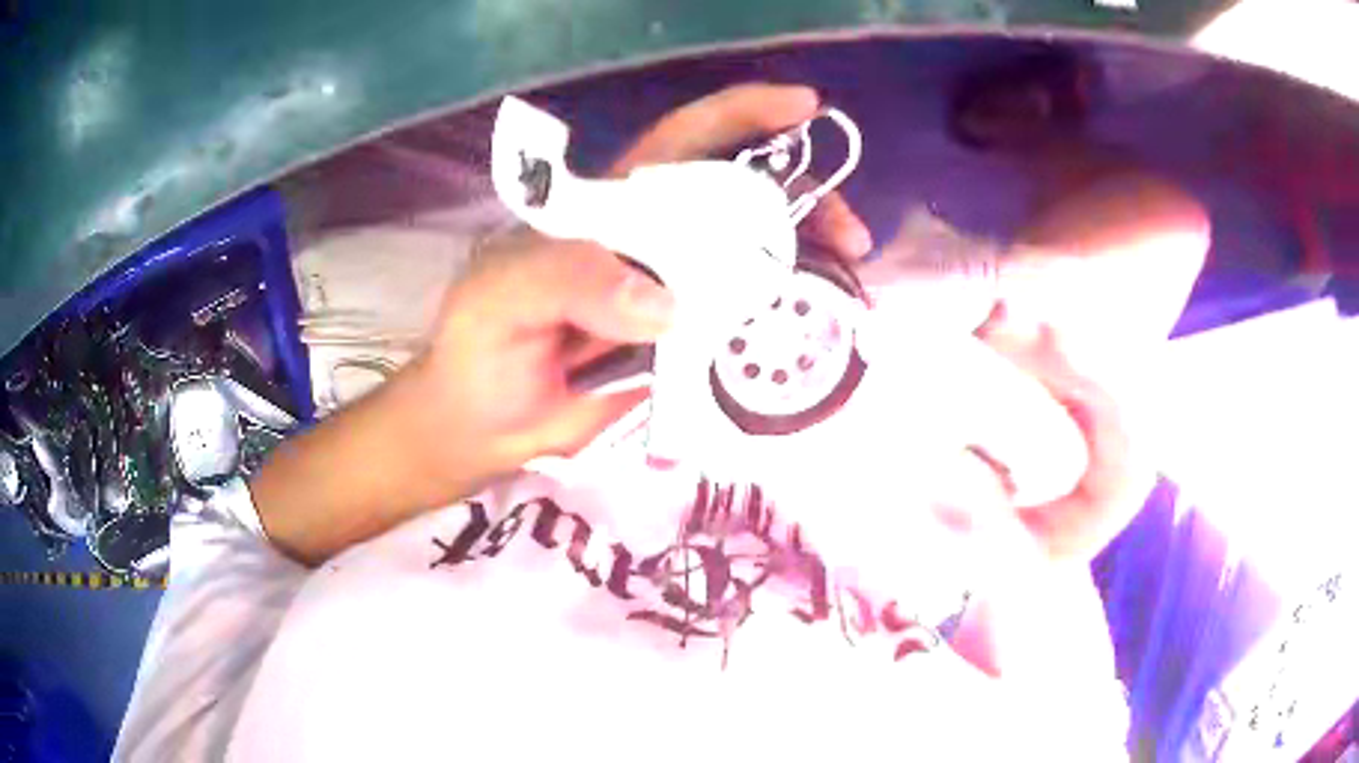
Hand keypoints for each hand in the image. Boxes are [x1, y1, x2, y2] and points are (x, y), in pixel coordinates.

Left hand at [253, 84, 871, 563]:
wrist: (482, 425)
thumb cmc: (480, 345)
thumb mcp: (503, 296)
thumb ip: (567, 281)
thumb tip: (666, 305)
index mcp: (612, 210)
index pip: (683, 143)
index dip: (742, 116)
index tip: (805, 108)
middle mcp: (655, 245)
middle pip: (741, 203)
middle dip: (803, 205)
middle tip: (847, 239)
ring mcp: (677, 300)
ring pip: (753, 268)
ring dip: (805, 272)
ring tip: (845, 294)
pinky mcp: (685, 355)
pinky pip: (743, 335)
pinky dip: (781, 334)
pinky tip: (811, 344)